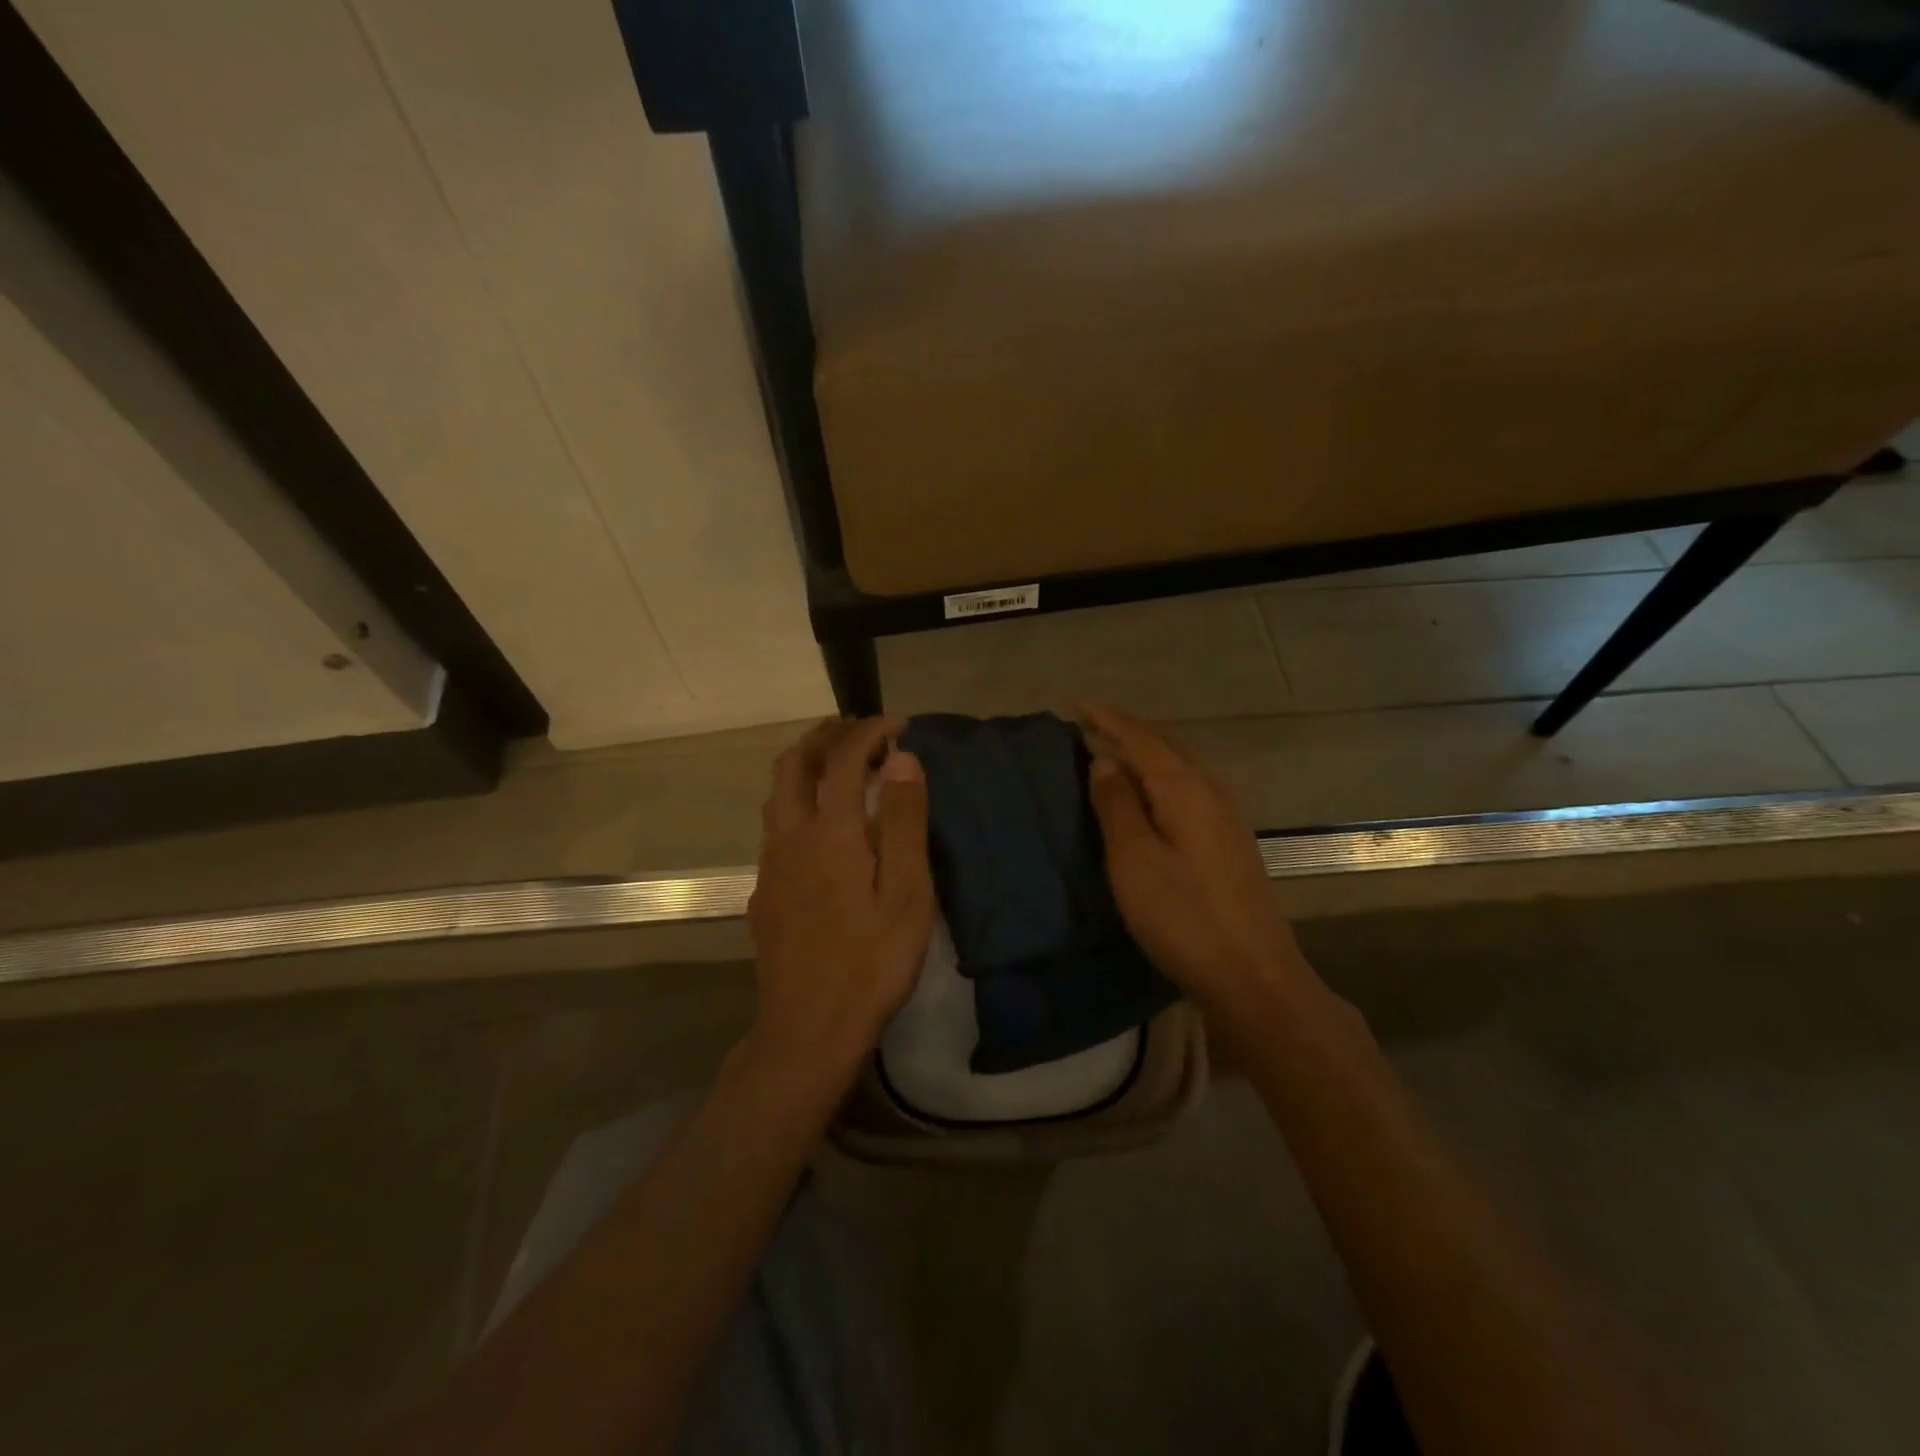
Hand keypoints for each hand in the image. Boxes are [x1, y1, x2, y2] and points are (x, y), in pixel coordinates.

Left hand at [747, 716, 935, 1070]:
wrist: (808, 1031)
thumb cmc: (872, 962)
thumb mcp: (907, 892)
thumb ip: (904, 821)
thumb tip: (901, 758)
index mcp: (830, 832)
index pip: (844, 758)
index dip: (870, 731)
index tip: (899, 724)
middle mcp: (790, 837)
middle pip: (793, 765)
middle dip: (825, 736)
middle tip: (859, 730)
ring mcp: (770, 866)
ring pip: (777, 795)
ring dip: (805, 767)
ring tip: (839, 768)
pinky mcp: (763, 893)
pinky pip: (775, 828)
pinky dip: (798, 804)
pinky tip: (821, 830)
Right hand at [1080, 703, 1305, 1013]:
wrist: (1253, 976)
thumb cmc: (1183, 916)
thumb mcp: (1134, 859)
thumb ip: (1116, 804)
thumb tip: (1104, 759)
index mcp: (1184, 787)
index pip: (1140, 737)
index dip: (1105, 719)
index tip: (1073, 704)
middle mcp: (1210, 790)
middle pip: (1163, 745)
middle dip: (1125, 730)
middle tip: (1087, 724)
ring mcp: (1225, 816)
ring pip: (1177, 767)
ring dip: (1143, 753)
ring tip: (1110, 753)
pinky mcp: (1228, 840)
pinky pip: (1186, 788)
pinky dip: (1158, 778)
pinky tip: (1146, 796)